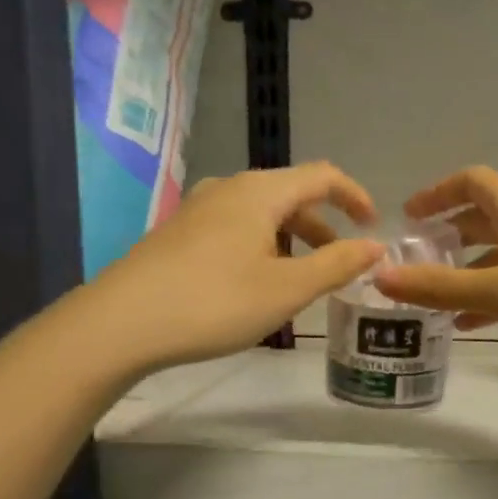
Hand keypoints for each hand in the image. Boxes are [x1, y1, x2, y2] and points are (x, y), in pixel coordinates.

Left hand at [77, 163, 383, 374]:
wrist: (121, 323)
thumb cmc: (215, 302)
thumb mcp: (287, 289)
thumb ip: (337, 264)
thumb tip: (376, 246)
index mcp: (260, 192)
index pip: (323, 176)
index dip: (355, 197)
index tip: (373, 228)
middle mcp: (229, 189)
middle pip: (290, 195)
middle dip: (322, 226)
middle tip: (340, 263)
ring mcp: (198, 210)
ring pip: (260, 214)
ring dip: (291, 239)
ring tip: (300, 279)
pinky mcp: (178, 233)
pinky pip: (234, 228)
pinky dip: (261, 246)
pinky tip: (254, 283)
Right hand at [373, 167, 497, 365]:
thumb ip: (440, 287)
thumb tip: (380, 276)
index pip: (473, 182)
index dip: (438, 192)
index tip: (408, 216)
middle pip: (487, 217)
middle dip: (450, 235)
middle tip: (418, 259)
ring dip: (470, 272)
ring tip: (437, 301)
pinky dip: (495, 295)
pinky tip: (476, 324)